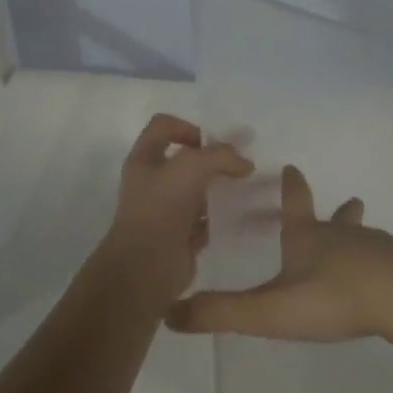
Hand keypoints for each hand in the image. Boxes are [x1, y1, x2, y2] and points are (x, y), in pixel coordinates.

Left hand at [91, 113, 252, 311]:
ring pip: (198, 190)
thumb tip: (245, 165)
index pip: (164, 126)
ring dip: (221, 189)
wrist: (147, 266)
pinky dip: (223, 217)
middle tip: (240, 167)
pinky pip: (207, 220)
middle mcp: (153, 182)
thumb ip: (221, 156)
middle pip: (185, 160)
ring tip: (247, 190)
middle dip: (213, 160)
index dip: (188, 127)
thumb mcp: (192, 166)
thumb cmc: (162, 207)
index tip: (212, 144)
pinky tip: (243, 216)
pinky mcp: (181, 235)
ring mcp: (166, 210)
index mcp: (145, 159)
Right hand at [165, 164, 392, 343]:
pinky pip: (390, 261)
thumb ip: (221, 313)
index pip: (294, 204)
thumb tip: (168, 314)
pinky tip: (387, 279)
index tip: (291, 166)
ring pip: (366, 237)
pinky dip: (383, 263)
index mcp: (307, 237)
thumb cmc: (332, 296)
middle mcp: (342, 235)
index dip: (290, 187)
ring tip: (365, 240)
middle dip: (337, 210)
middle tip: (349, 201)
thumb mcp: (269, 310)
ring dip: (360, 234)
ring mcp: (378, 249)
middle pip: (338, 216)